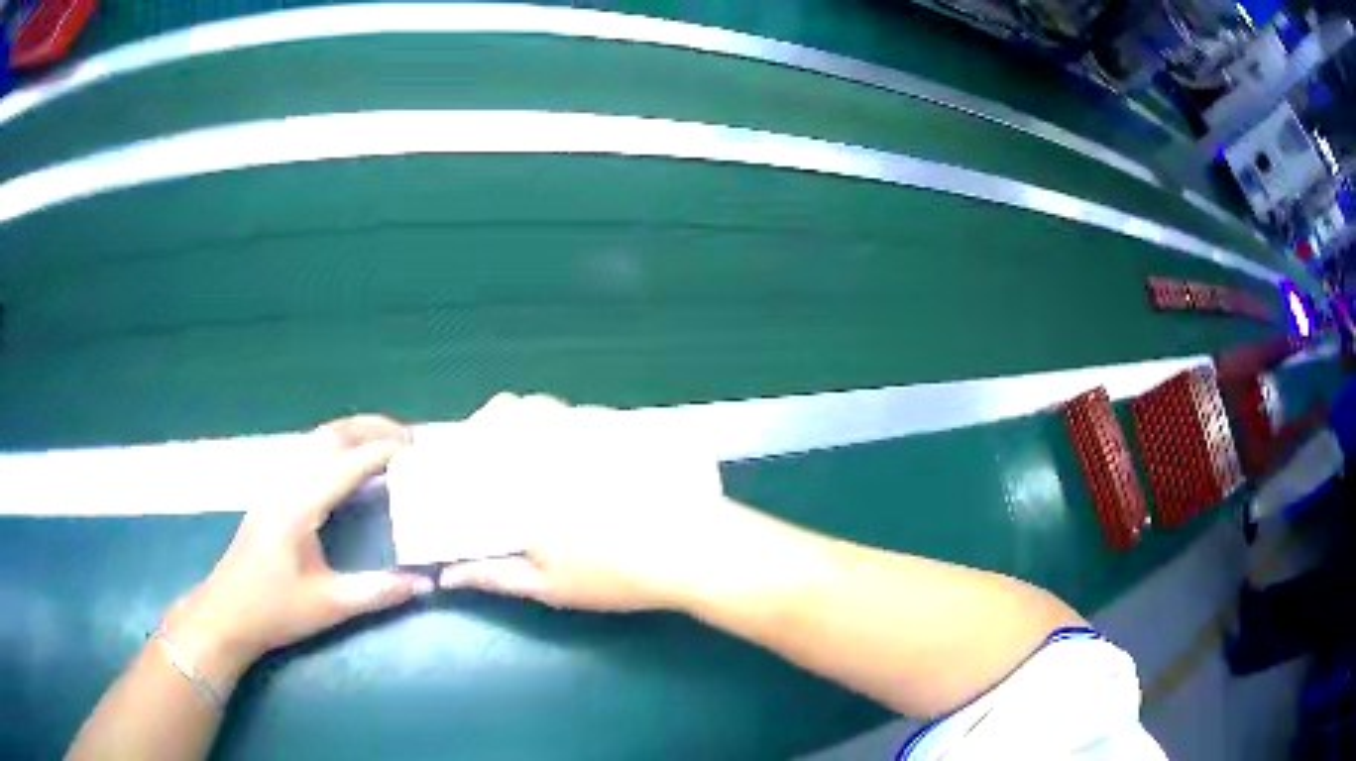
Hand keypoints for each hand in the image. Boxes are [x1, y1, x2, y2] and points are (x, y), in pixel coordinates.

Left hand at [165, 416, 433, 686]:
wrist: (226, 614)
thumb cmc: (274, 610)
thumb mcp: (329, 605)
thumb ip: (378, 591)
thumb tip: (426, 584)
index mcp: (299, 505)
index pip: (347, 464)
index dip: (384, 453)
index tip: (419, 452)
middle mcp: (286, 484)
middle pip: (329, 435)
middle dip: (371, 428)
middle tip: (410, 438)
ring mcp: (276, 487)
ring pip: (317, 441)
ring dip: (353, 434)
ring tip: (388, 445)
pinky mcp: (272, 496)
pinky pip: (309, 456)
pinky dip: (338, 450)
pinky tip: (351, 470)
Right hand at [437, 394, 735, 611]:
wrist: (696, 552)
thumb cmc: (617, 574)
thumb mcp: (550, 585)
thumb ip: (495, 575)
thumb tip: (449, 575)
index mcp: (529, 473)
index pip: (487, 432)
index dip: (473, 436)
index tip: (470, 454)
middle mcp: (559, 438)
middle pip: (519, 409)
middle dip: (503, 426)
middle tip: (509, 459)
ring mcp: (600, 428)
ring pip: (557, 410)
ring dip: (543, 426)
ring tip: (551, 461)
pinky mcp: (634, 428)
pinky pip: (595, 417)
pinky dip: (582, 431)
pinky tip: (597, 462)